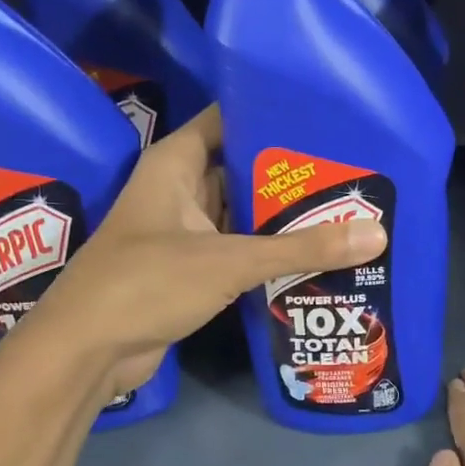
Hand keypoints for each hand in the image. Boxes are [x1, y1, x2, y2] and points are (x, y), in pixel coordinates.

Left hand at [28, 105, 386, 398]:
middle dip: (289, 172)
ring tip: (345, 207)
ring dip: (282, 216)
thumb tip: (378, 233)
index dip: (272, 113)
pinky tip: (314, 254)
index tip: (326, 118)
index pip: (228, 119)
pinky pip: (236, 250)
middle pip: (241, 168)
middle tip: (350, 169)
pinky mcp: (189, 271)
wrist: (86, 352)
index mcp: (175, 163)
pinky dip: (267, 252)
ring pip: (241, 213)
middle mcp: (178, 190)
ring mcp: (183, 233)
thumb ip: (301, 248)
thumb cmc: (146, 283)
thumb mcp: (228, 260)